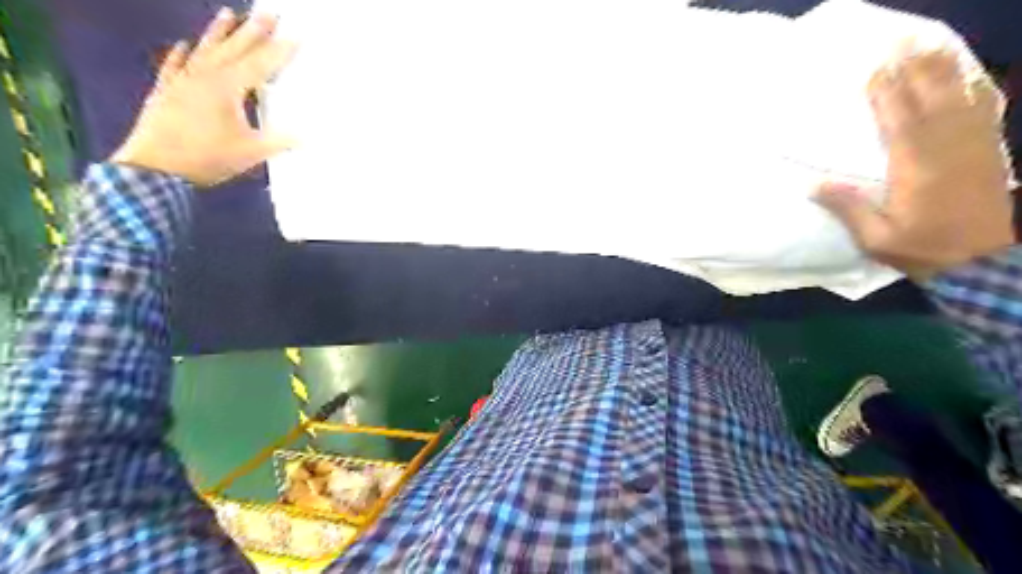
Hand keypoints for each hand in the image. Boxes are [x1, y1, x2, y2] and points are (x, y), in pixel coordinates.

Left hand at [111, 7, 296, 185]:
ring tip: (230, 13)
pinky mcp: (166, 91)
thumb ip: (279, 141)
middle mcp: (205, 76)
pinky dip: (181, 54)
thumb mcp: (251, 153)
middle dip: (254, 30)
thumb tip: (306, 137)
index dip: (280, 51)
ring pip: (204, 50)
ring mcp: (182, 81)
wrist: (157, 167)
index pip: (260, 65)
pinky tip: (184, 45)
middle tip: (269, 13)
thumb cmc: (208, 158)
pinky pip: (175, 66)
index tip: (296, 36)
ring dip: (219, 32)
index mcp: (228, 88)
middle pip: (234, 48)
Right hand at [816, 50, 1011, 281]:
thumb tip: (813, 184)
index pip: (899, 122)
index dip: (888, 95)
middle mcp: (946, 150)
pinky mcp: (989, 152)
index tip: (876, 70)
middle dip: (918, 69)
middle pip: (932, 100)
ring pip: (961, 99)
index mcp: (915, 169)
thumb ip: (848, 208)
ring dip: (946, 70)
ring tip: (932, 46)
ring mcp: (973, 148)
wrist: (981, 261)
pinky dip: (978, 89)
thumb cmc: (920, 248)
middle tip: (904, 42)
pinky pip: (985, 112)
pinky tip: (970, 75)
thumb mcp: (875, 237)